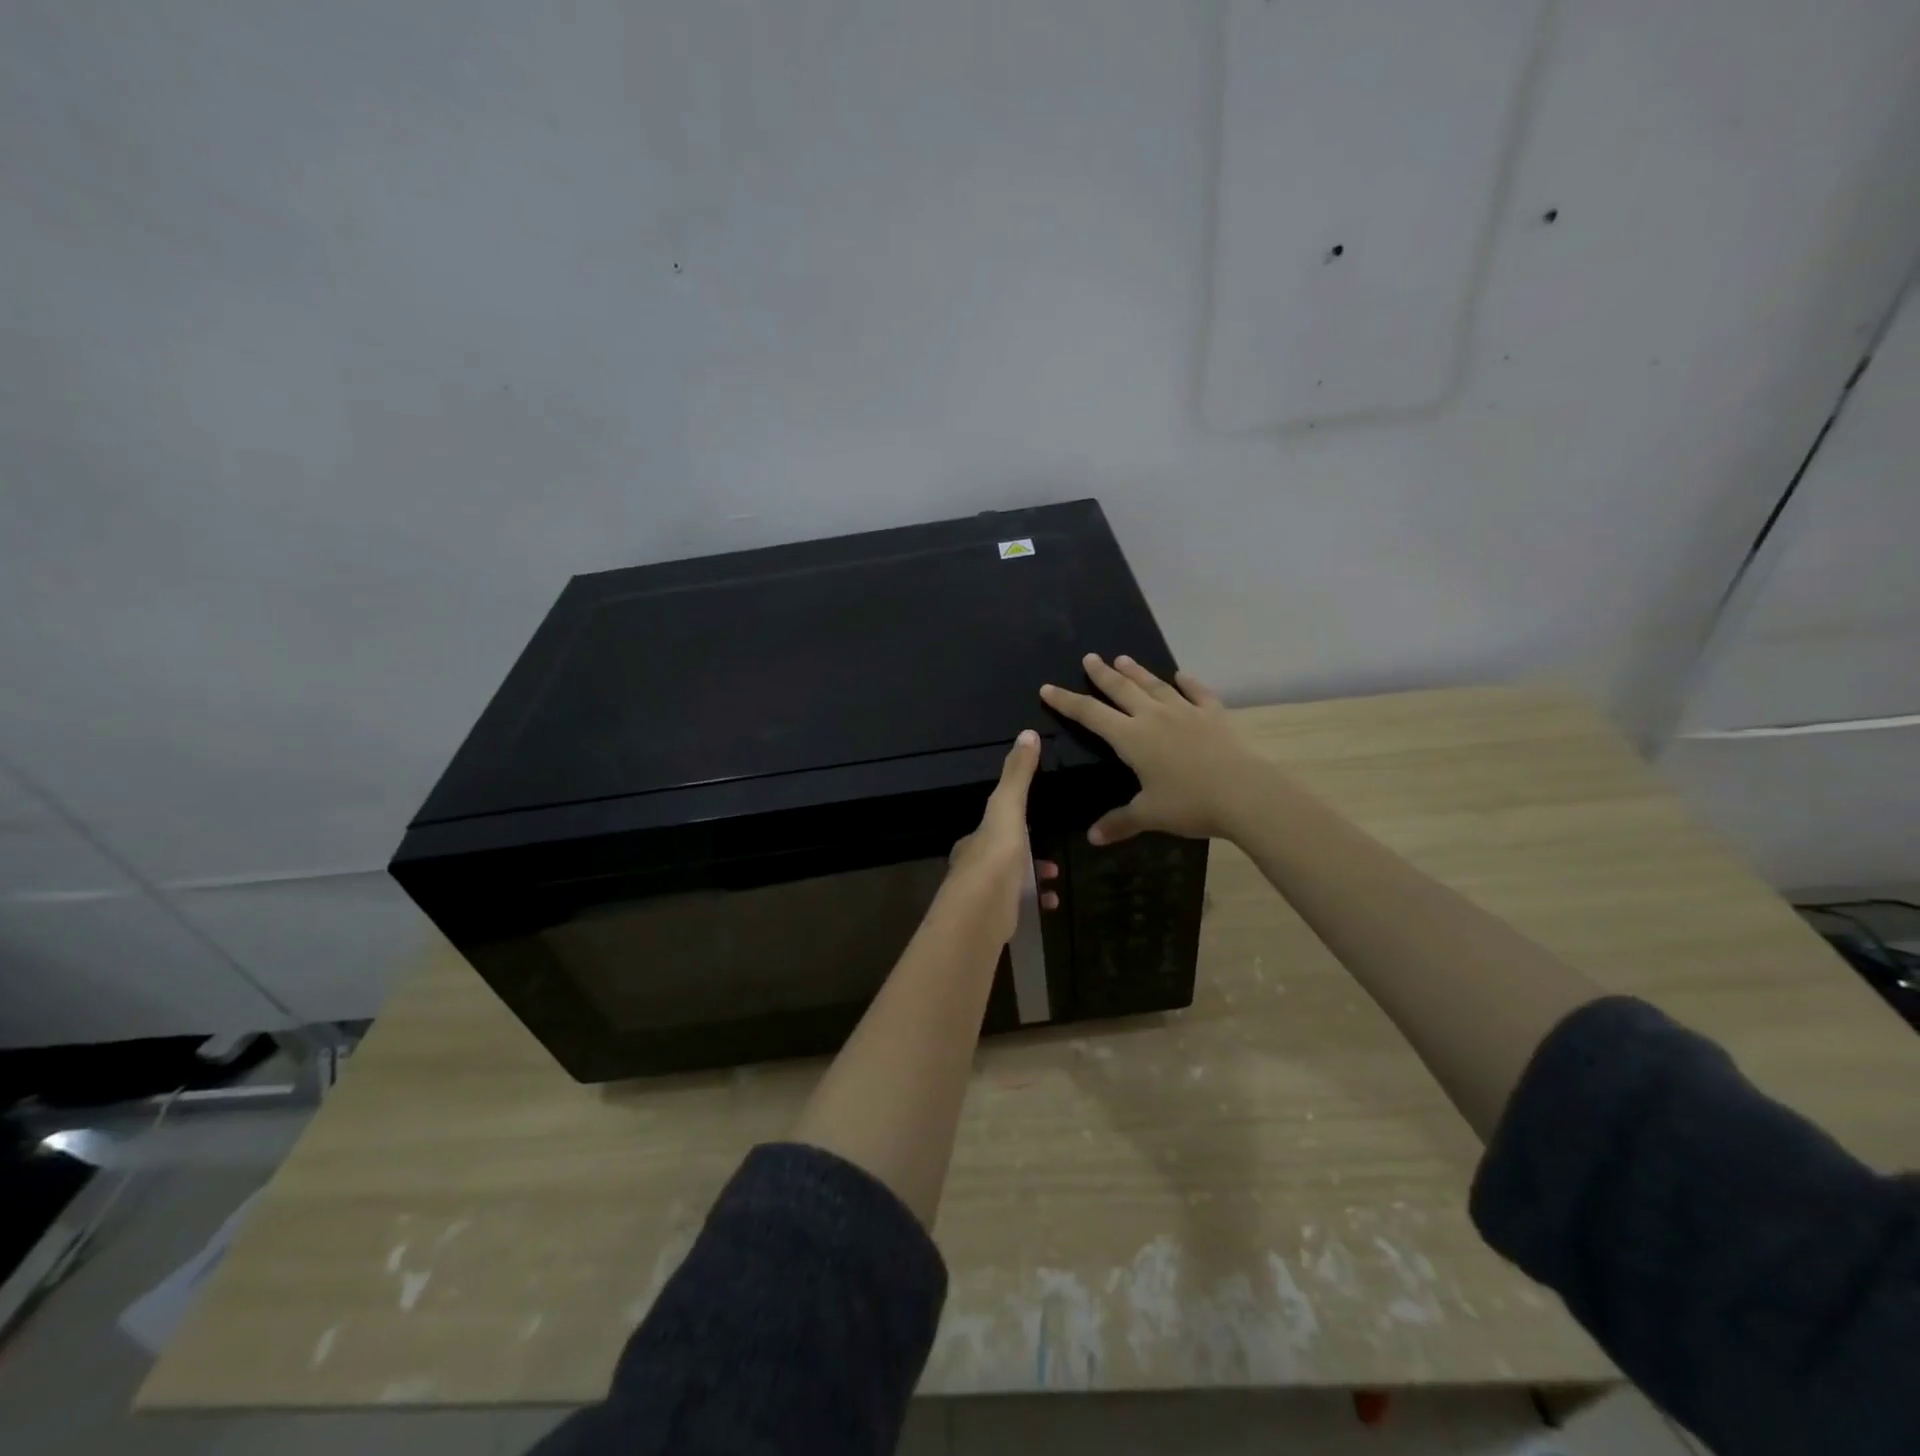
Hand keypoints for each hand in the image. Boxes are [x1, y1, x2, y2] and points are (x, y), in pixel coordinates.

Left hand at [941, 729, 1059, 946]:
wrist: (979, 916)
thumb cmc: (994, 858)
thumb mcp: (1007, 809)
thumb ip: (1017, 776)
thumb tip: (1028, 733)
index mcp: (974, 842)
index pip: (991, 827)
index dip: (1012, 823)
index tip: (1035, 823)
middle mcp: (972, 868)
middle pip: (1002, 856)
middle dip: (1027, 855)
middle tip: (1051, 858)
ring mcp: (981, 898)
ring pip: (1009, 883)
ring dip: (1032, 878)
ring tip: (1054, 877)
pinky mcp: (992, 922)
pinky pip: (1017, 908)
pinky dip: (1035, 903)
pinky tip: (1049, 904)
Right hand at [1040, 654, 1259, 844]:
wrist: (1245, 793)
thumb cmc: (1190, 804)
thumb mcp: (1149, 816)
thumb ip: (1119, 822)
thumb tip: (1092, 837)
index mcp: (1131, 738)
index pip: (1090, 714)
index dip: (1067, 701)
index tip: (1048, 688)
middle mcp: (1154, 717)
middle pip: (1121, 689)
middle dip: (1102, 674)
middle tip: (1090, 657)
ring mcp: (1186, 712)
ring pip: (1155, 686)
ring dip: (1137, 672)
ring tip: (1123, 658)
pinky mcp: (1214, 715)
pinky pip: (1197, 693)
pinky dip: (1188, 683)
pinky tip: (1182, 675)